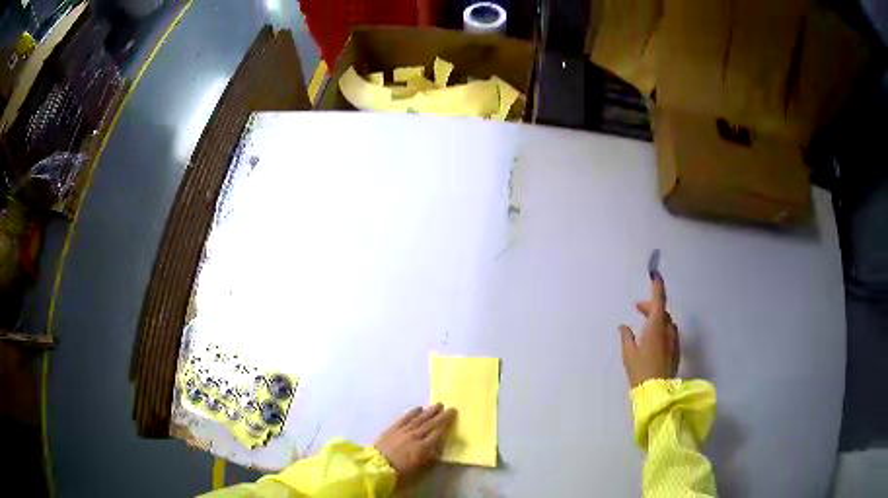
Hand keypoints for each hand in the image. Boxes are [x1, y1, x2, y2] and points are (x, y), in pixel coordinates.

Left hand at [375, 403, 456, 479]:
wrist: (377, 466)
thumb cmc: (400, 472)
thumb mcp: (419, 469)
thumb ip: (429, 458)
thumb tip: (437, 449)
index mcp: (422, 448)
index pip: (437, 434)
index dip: (446, 425)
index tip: (453, 417)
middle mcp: (414, 437)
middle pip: (430, 424)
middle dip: (441, 416)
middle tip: (450, 408)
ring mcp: (402, 431)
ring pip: (418, 419)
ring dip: (429, 412)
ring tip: (437, 405)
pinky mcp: (392, 429)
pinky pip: (404, 419)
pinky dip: (412, 413)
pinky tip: (418, 408)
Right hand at [619, 275, 679, 386]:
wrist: (657, 392)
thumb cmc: (640, 371)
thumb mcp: (629, 354)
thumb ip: (626, 337)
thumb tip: (623, 326)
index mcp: (656, 327)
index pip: (658, 301)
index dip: (657, 287)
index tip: (655, 275)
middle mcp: (668, 330)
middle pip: (662, 311)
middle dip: (650, 307)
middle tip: (637, 308)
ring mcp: (674, 341)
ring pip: (667, 323)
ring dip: (657, 319)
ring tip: (644, 326)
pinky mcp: (676, 351)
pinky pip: (670, 334)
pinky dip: (661, 330)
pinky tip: (652, 340)